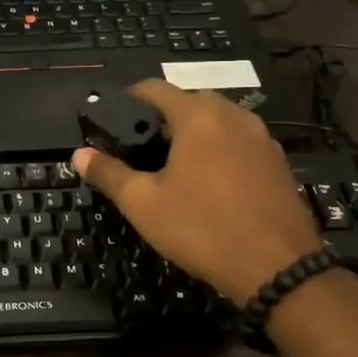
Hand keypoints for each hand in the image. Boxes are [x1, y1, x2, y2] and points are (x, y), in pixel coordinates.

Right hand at [72, 81, 320, 304]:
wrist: (277, 267)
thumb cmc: (202, 228)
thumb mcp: (144, 204)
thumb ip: (109, 173)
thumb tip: (79, 154)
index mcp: (198, 116)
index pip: (155, 88)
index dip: (129, 98)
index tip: (114, 118)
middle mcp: (234, 115)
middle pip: (189, 101)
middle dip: (163, 118)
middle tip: (142, 148)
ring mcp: (262, 137)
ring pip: (219, 121)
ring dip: (194, 134)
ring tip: (174, 166)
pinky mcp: (278, 161)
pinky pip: (240, 142)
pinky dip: (220, 150)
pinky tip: (211, 183)